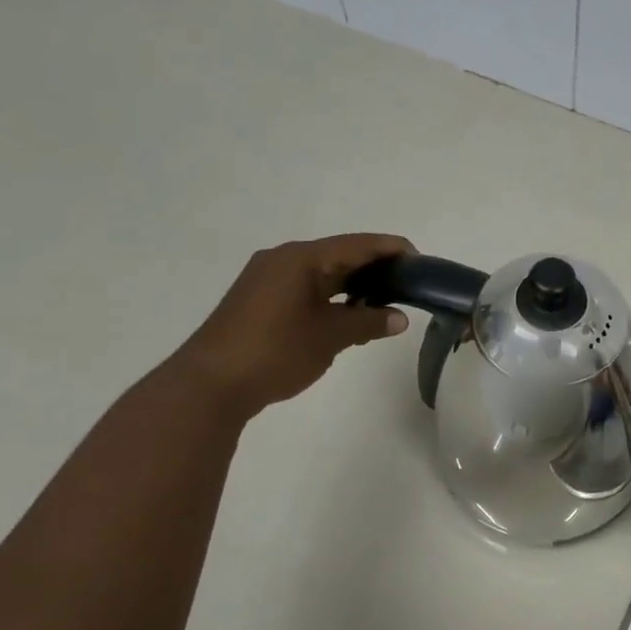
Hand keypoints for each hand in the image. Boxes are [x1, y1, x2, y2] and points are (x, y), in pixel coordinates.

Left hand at [178, 234, 413, 419]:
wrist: (210, 385)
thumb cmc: (275, 352)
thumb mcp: (329, 337)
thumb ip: (367, 322)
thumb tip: (399, 318)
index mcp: (301, 258)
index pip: (357, 244)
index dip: (391, 249)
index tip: (421, 261)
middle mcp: (283, 259)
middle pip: (339, 254)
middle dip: (375, 268)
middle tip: (408, 284)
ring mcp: (267, 279)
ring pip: (321, 273)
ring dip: (353, 284)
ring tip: (386, 300)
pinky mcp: (259, 300)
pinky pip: (305, 287)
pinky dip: (331, 296)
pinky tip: (349, 313)